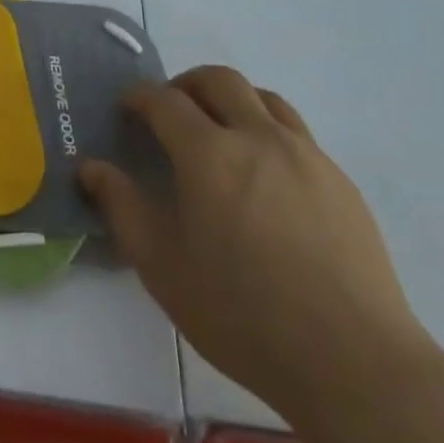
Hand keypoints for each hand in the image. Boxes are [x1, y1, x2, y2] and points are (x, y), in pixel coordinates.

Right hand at [79, 66, 438, 432]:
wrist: (353, 361)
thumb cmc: (242, 314)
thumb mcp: (162, 266)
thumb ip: (122, 206)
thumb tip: (90, 166)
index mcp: (209, 153)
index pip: (164, 100)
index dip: (139, 97)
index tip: (126, 108)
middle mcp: (257, 136)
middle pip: (217, 80)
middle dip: (185, 84)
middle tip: (169, 111)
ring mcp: (305, 154)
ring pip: (262, 97)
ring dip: (230, 99)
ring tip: (218, 132)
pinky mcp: (338, 179)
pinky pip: (295, 131)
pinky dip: (266, 129)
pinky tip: (265, 175)